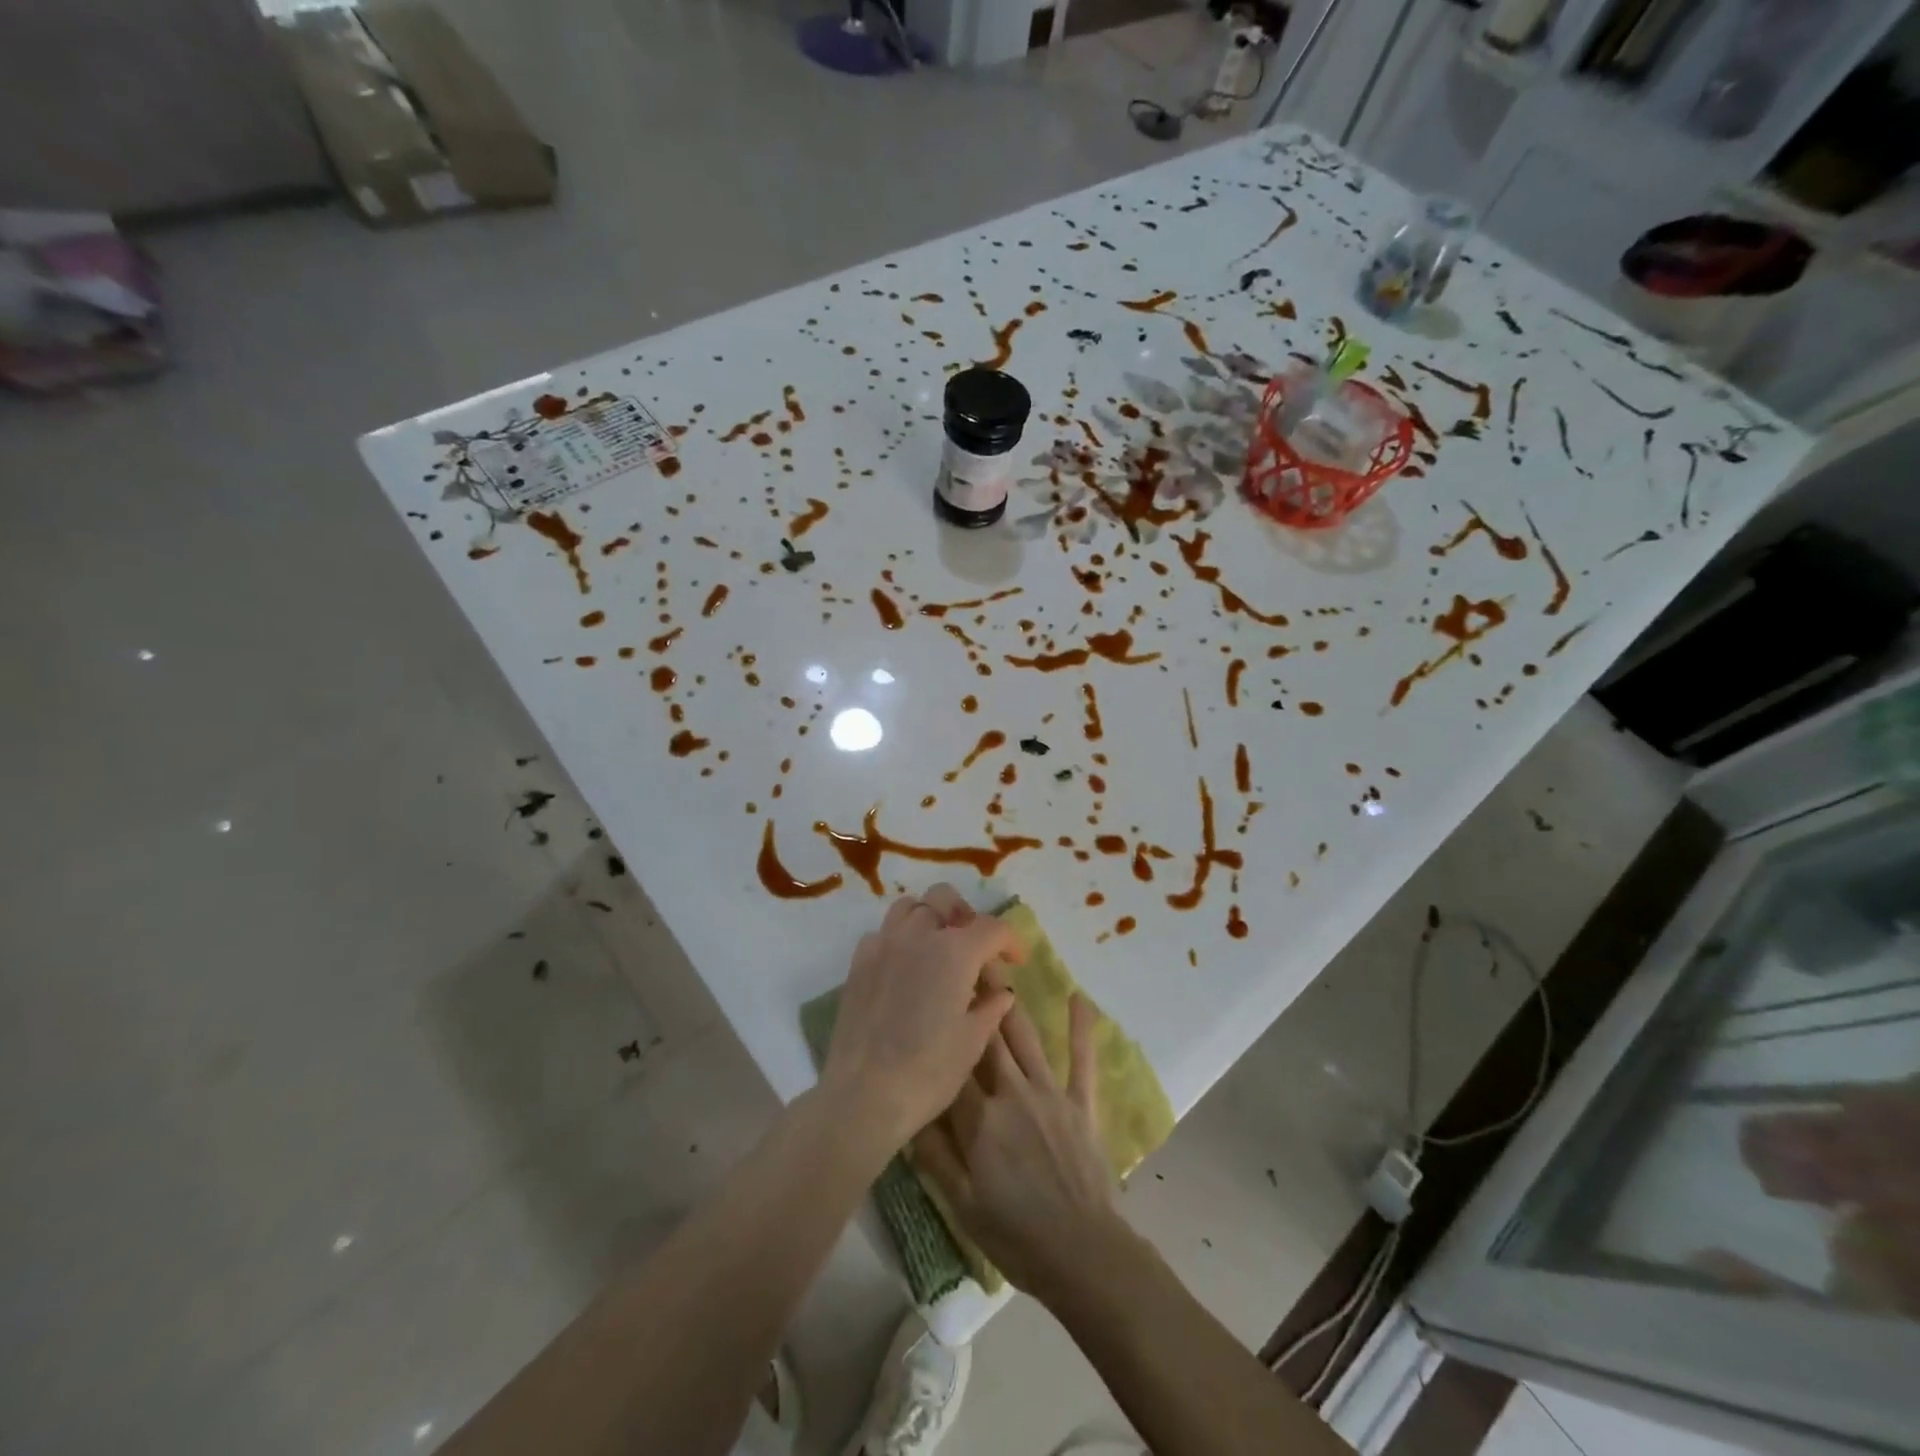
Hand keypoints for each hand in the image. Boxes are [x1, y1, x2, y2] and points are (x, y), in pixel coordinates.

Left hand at [821, 884, 1020, 1151]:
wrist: (864, 1095)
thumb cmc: (928, 1071)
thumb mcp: (973, 1041)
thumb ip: (991, 1006)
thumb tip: (1001, 991)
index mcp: (954, 952)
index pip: (992, 928)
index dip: (1011, 941)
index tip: (1017, 961)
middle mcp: (918, 935)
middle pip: (945, 898)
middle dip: (965, 914)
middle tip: (975, 946)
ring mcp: (883, 944)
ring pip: (910, 907)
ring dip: (929, 918)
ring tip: (938, 948)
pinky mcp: (859, 962)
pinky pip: (883, 932)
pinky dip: (900, 938)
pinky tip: (906, 968)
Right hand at [914, 995, 1127, 1299]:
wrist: (1084, 1255)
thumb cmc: (1016, 1234)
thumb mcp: (962, 1204)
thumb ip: (934, 1154)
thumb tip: (907, 1110)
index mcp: (980, 1120)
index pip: (952, 1066)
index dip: (939, 1031)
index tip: (927, 997)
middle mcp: (1012, 1093)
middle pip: (986, 1039)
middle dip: (971, 1000)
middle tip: (958, 963)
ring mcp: (1050, 1093)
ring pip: (1024, 1038)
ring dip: (1009, 1003)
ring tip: (996, 968)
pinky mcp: (1081, 1102)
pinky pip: (1081, 1059)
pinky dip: (1081, 1027)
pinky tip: (1079, 997)